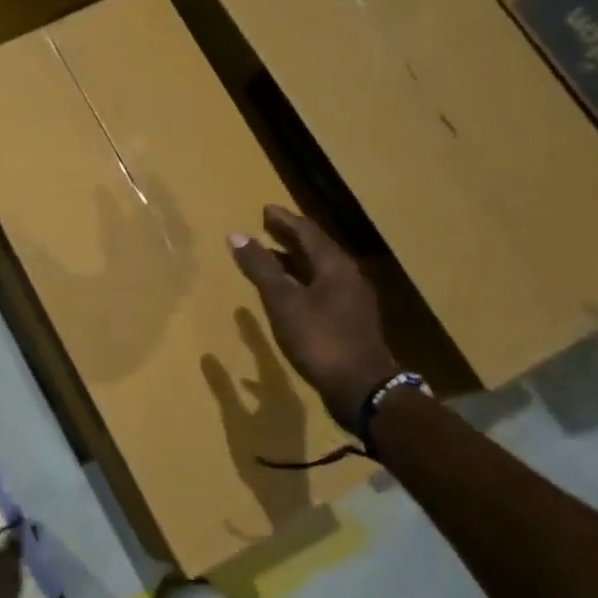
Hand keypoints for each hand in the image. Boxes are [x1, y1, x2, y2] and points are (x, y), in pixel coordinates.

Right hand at [229, 204, 397, 431]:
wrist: (360, 387)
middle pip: (316, 249)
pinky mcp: (349, 321)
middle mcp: (348, 277)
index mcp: (335, 266)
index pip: (307, 232)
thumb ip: (260, 268)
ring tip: (270, 258)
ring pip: (319, 270)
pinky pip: (322, 289)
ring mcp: (352, 300)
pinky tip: (287, 295)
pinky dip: (301, 282)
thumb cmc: (319, 338)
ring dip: (294, 261)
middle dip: (290, 238)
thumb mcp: (283, 301)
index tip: (265, 210)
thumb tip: (237, 235)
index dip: (284, 220)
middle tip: (267, 227)